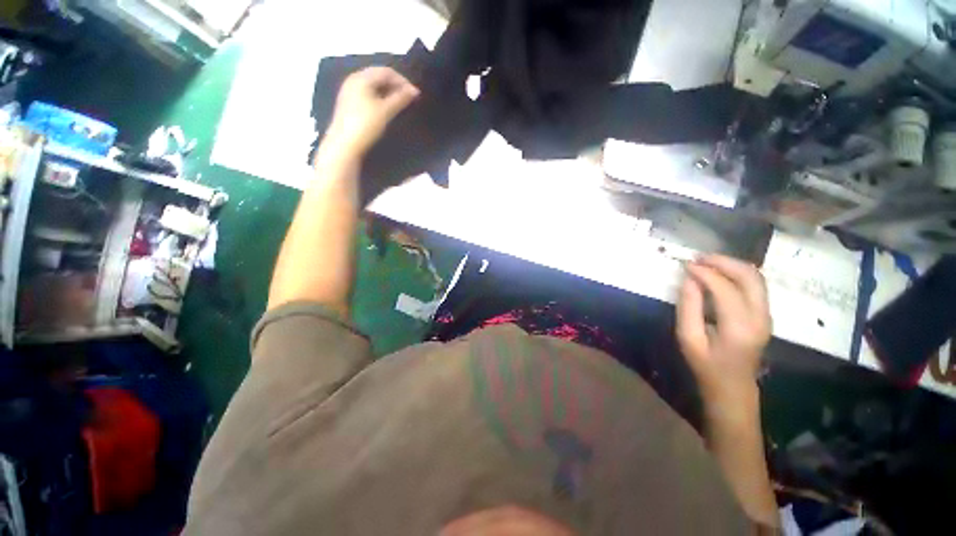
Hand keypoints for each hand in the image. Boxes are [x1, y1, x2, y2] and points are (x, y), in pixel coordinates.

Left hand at [322, 66, 419, 157]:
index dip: (403, 81)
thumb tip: (414, 91)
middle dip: (395, 85)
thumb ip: (400, 99)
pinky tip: (386, 108)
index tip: (415, 94)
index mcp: (362, 78)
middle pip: (378, 76)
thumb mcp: (385, 111)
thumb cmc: (366, 125)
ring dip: (388, 92)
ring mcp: (350, 91)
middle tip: (409, 98)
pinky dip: (380, 97)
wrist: (345, 144)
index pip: (386, 71)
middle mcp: (354, 80)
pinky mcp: (349, 103)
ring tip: (400, 103)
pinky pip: (368, 94)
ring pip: (373, 86)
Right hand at [676, 255, 770, 409]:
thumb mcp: (688, 338)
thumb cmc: (706, 365)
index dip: (705, 273)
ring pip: (756, 277)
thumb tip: (688, 279)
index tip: (685, 264)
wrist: (733, 386)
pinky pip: (755, 285)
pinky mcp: (764, 314)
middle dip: (723, 261)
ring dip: (731, 265)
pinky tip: (718, 273)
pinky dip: (736, 273)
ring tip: (706, 262)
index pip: (725, 289)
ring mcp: (766, 315)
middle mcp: (760, 317)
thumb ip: (688, 307)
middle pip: (750, 277)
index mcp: (739, 327)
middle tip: (698, 258)